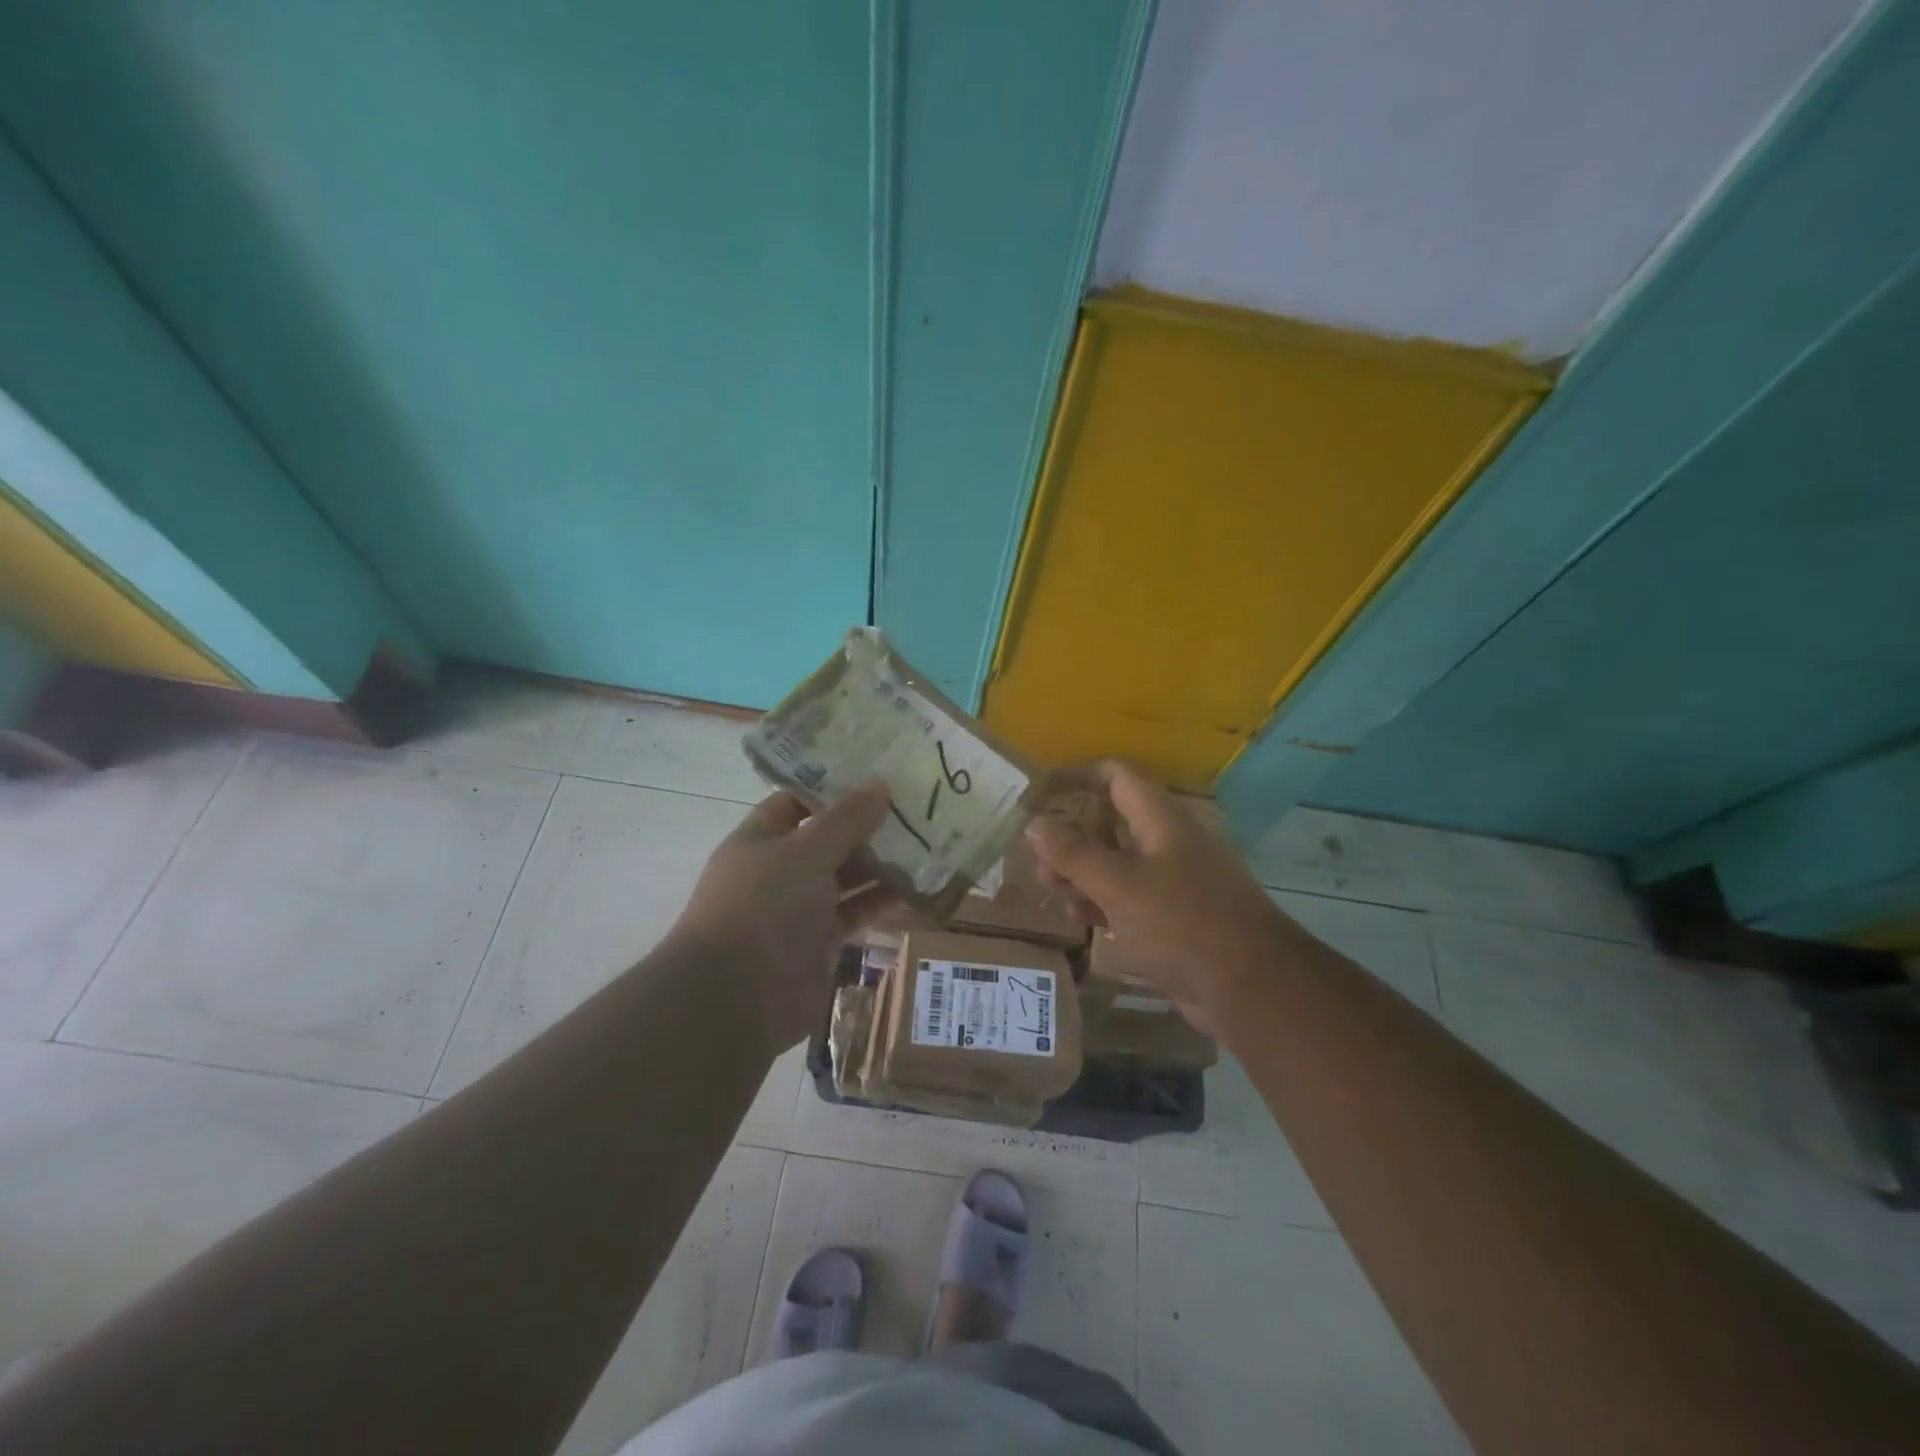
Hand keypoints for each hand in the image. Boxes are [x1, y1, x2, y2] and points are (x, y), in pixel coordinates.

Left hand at [669, 784, 895, 1056]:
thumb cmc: (763, 908)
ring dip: (881, 864)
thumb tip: (880, 783)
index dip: (833, 788)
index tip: (877, 775)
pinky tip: (918, 888)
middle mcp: (779, 870)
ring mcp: (799, 908)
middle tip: (916, 809)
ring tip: (927, 844)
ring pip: (846, 877)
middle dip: (867, 826)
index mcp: (761, 840)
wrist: (736, 998)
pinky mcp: (821, 942)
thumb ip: (845, 820)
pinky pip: (856, 912)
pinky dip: (882, 902)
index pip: (797, 802)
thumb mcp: (806, 852)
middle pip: (828, 840)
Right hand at [1027, 762, 1300, 1033]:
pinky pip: (1130, 900)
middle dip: (1071, 838)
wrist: (1252, 990)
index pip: (1117, 778)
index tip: (1041, 793)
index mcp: (1161, 821)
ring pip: (1117, 865)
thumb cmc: (1183, 924)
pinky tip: (1082, 922)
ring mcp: (1173, 883)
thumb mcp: (1119, 886)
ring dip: (1082, 875)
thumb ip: (1074, 853)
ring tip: (1052, 894)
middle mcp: (1168, 844)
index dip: (1078, 778)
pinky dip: (1103, 905)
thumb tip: (1035, 823)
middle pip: (1111, 824)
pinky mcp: (1174, 920)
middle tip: (1038, 863)